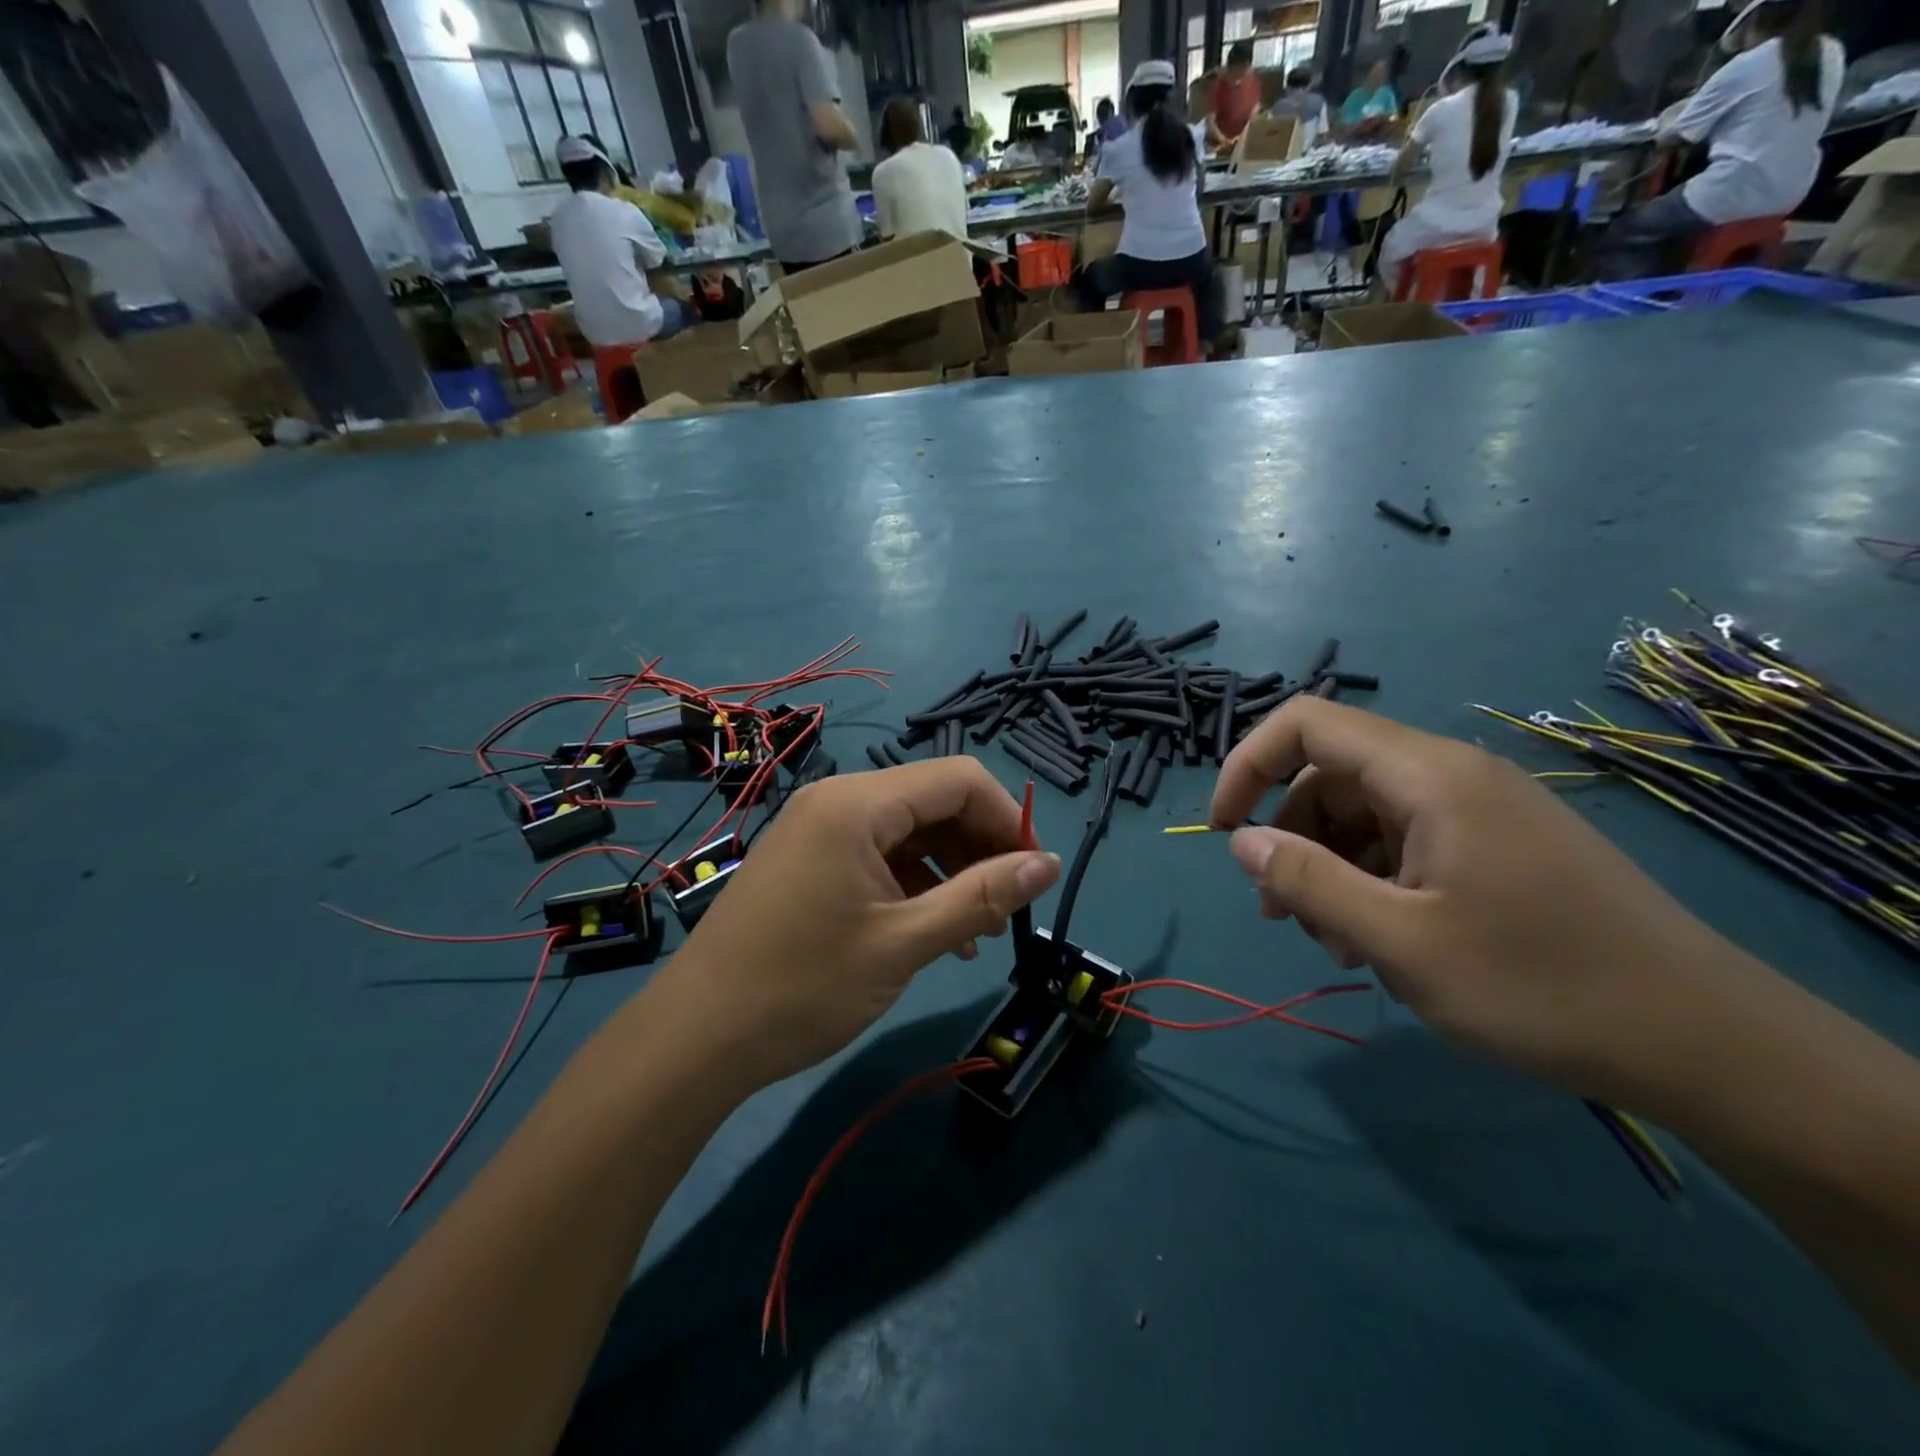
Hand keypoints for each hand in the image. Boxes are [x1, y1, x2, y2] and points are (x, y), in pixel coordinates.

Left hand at [659, 760, 1059, 1091]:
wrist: (697, 1038)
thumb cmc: (804, 986)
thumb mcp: (905, 942)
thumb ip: (982, 896)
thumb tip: (1050, 864)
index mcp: (858, 803)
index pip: (959, 779)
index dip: (1007, 819)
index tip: (1034, 874)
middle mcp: (838, 800)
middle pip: (934, 800)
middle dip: (980, 846)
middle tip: (1008, 907)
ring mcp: (819, 828)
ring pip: (908, 830)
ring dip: (951, 870)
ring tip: (976, 930)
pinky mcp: (810, 859)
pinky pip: (878, 854)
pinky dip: (914, 883)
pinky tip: (934, 931)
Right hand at [1210, 698, 1755, 1104]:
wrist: (1709, 1045)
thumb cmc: (1540, 986)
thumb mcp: (1398, 942)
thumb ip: (1306, 881)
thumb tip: (1240, 840)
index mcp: (1429, 775)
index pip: (1307, 725)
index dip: (1248, 765)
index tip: (1225, 831)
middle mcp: (1452, 774)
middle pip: (1332, 775)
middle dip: (1290, 836)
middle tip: (1282, 912)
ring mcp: (1480, 808)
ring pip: (1365, 813)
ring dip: (1330, 867)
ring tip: (1336, 942)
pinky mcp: (1499, 844)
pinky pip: (1407, 840)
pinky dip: (1373, 880)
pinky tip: (1381, 941)